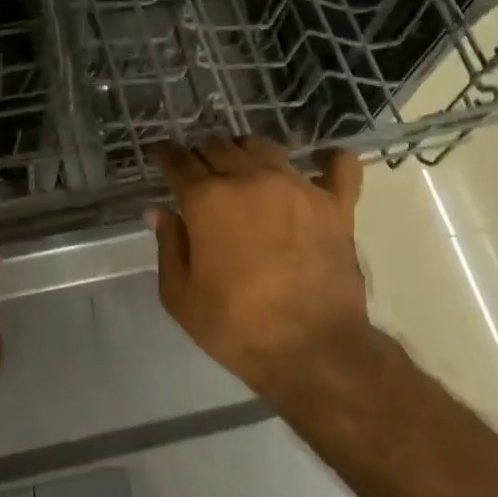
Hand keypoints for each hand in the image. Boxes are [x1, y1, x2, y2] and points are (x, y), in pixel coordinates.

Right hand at [149, 138, 370, 401]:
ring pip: (265, 146)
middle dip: (202, 153)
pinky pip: (338, 164)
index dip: (165, 155)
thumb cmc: (236, 327)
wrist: (313, 350)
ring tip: (242, 167)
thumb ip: (168, 245)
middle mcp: (250, 179)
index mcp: (207, 200)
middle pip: (219, 146)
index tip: (160, 157)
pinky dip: (326, 159)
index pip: (179, 161)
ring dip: (246, 151)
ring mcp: (297, 187)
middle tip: (198, 170)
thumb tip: (159, 210)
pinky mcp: (336, 203)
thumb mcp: (180, 296)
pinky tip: (318, 162)